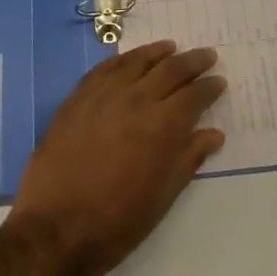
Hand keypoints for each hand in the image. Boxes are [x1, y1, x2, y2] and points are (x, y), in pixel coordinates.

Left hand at [6, 41, 224, 275]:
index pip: (195, 95)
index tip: (219, 80)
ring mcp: (104, 95)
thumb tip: (213, 134)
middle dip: (193, 61)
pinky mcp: (77, 98)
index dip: (210, 87)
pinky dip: (121, 59)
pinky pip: (104, 68)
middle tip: (207, 55)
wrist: (57, 228)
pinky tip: (128, 59)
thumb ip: (189, 158)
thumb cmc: (119, 221)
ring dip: (158, 52)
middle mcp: (137, 100)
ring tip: (171, 47)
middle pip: (170, 70)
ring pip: (136, 61)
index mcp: (164, 125)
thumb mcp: (164, 195)